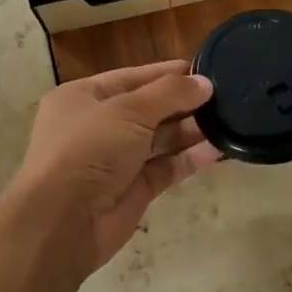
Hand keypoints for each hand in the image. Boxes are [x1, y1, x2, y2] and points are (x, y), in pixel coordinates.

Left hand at [9, 59, 220, 274]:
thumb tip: (204, 82)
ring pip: (160, 140)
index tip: (204, 70)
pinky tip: (218, 150)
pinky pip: (167, 168)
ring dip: (191, 131)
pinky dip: (190, 159)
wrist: (63, 221)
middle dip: (184, 103)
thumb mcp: (128, 110)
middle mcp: (98, 126)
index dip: (166, 74)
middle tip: (225, 97)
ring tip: (228, 121)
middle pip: (148, 109)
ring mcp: (116, 160)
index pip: (131, 77)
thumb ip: (170, 94)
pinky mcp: (134, 189)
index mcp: (83, 98)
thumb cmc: (88, 149)